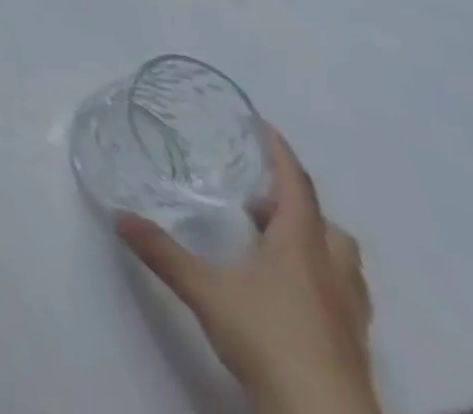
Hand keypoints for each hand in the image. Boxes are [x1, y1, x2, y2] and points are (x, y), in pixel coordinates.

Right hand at [115, 127, 376, 413]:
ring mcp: (348, 312)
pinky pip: (342, 295)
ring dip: (312, 243)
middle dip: (295, 206)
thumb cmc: (268, 338)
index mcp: (300, 245)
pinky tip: (289, 295)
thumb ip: (162, 251)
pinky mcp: (353, 346)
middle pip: (326, 224)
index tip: (265, 127)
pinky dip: (319, 280)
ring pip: (340, 261)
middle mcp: (331, 271)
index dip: (280, 154)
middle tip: (257, 202)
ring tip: (272, 246)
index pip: (295, 185)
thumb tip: (119, 216)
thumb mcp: (203, 289)